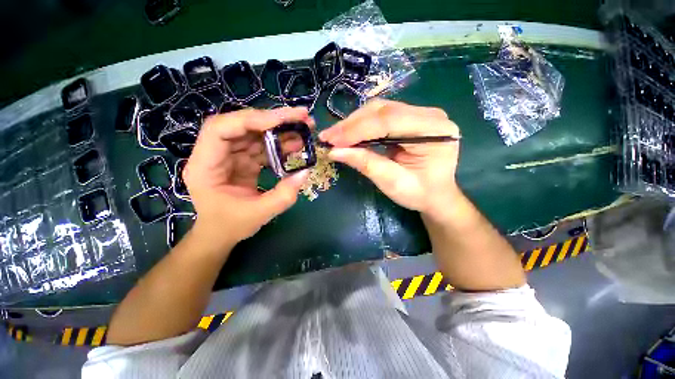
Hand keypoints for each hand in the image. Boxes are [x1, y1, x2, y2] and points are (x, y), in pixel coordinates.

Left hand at [183, 107, 311, 251]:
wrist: (221, 233)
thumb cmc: (231, 225)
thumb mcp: (259, 214)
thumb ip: (284, 195)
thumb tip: (305, 171)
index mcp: (205, 166)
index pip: (220, 129)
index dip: (250, 120)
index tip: (281, 120)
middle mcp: (214, 154)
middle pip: (241, 125)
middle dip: (273, 119)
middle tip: (302, 116)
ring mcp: (230, 155)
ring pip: (254, 133)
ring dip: (280, 129)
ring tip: (305, 129)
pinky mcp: (243, 160)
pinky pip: (262, 146)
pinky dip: (280, 143)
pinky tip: (296, 144)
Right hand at [319, 100, 460, 221]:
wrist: (436, 195)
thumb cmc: (419, 194)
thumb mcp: (392, 183)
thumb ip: (366, 164)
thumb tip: (334, 152)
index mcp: (434, 131)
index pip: (389, 121)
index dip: (357, 130)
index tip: (331, 140)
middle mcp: (429, 115)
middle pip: (383, 111)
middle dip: (352, 125)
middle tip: (328, 137)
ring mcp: (420, 114)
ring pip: (379, 110)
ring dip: (354, 123)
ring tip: (335, 136)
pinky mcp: (410, 118)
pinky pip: (381, 116)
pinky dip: (362, 125)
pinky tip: (348, 134)